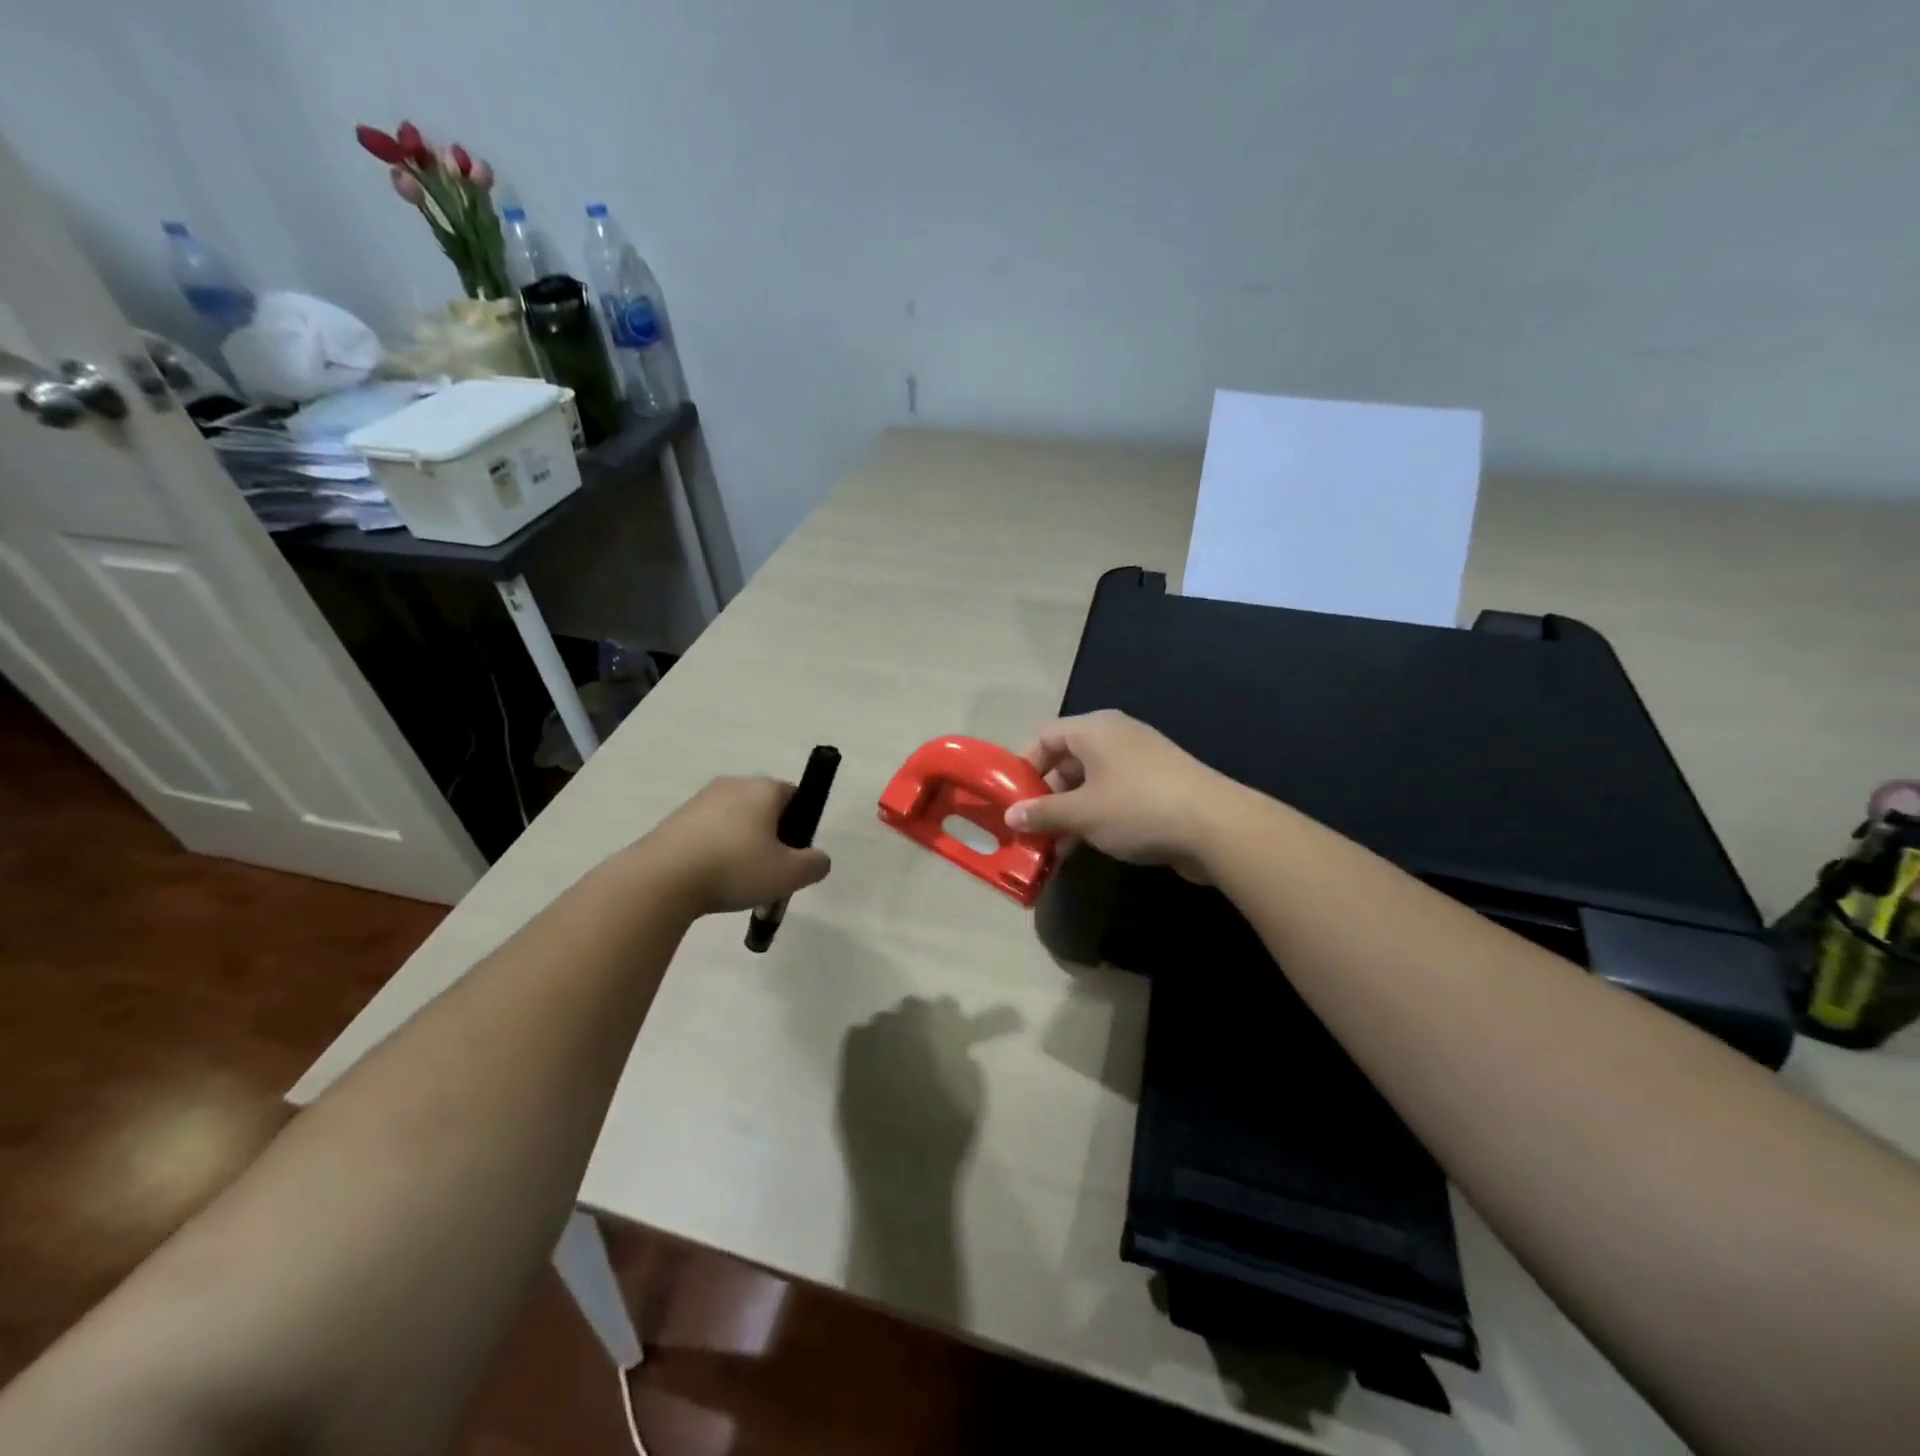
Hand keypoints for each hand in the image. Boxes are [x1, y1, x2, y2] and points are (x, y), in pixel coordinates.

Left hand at [643, 777, 831, 914]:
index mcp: (764, 789)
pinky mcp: (674, 820)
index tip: (794, 856)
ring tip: (737, 884)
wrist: (660, 880)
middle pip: (764, 809)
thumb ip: (815, 864)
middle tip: (770, 874)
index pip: (795, 796)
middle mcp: (733, 785)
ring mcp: (700, 801)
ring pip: (735, 822)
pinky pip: (708, 833)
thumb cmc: (735, 868)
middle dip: (771, 838)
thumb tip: (818, 859)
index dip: (801, 825)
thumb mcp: (789, 874)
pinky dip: (715, 853)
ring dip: (741, 847)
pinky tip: (710, 881)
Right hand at [1004, 711, 1237, 880]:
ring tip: (1049, 845)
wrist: (1216, 826)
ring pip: (1089, 782)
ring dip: (1067, 811)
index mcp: (1095, 729)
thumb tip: (1010, 816)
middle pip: (1066, 759)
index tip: (1010, 799)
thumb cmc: (1138, 808)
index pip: (1045, 736)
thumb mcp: (1082, 813)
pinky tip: (1080, 847)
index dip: (1023, 765)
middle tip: (1027, 827)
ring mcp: (1138, 761)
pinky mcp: (1156, 786)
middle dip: (1044, 795)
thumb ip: (1043, 813)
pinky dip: (1093, 816)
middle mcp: (1115, 737)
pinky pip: (1112, 795)